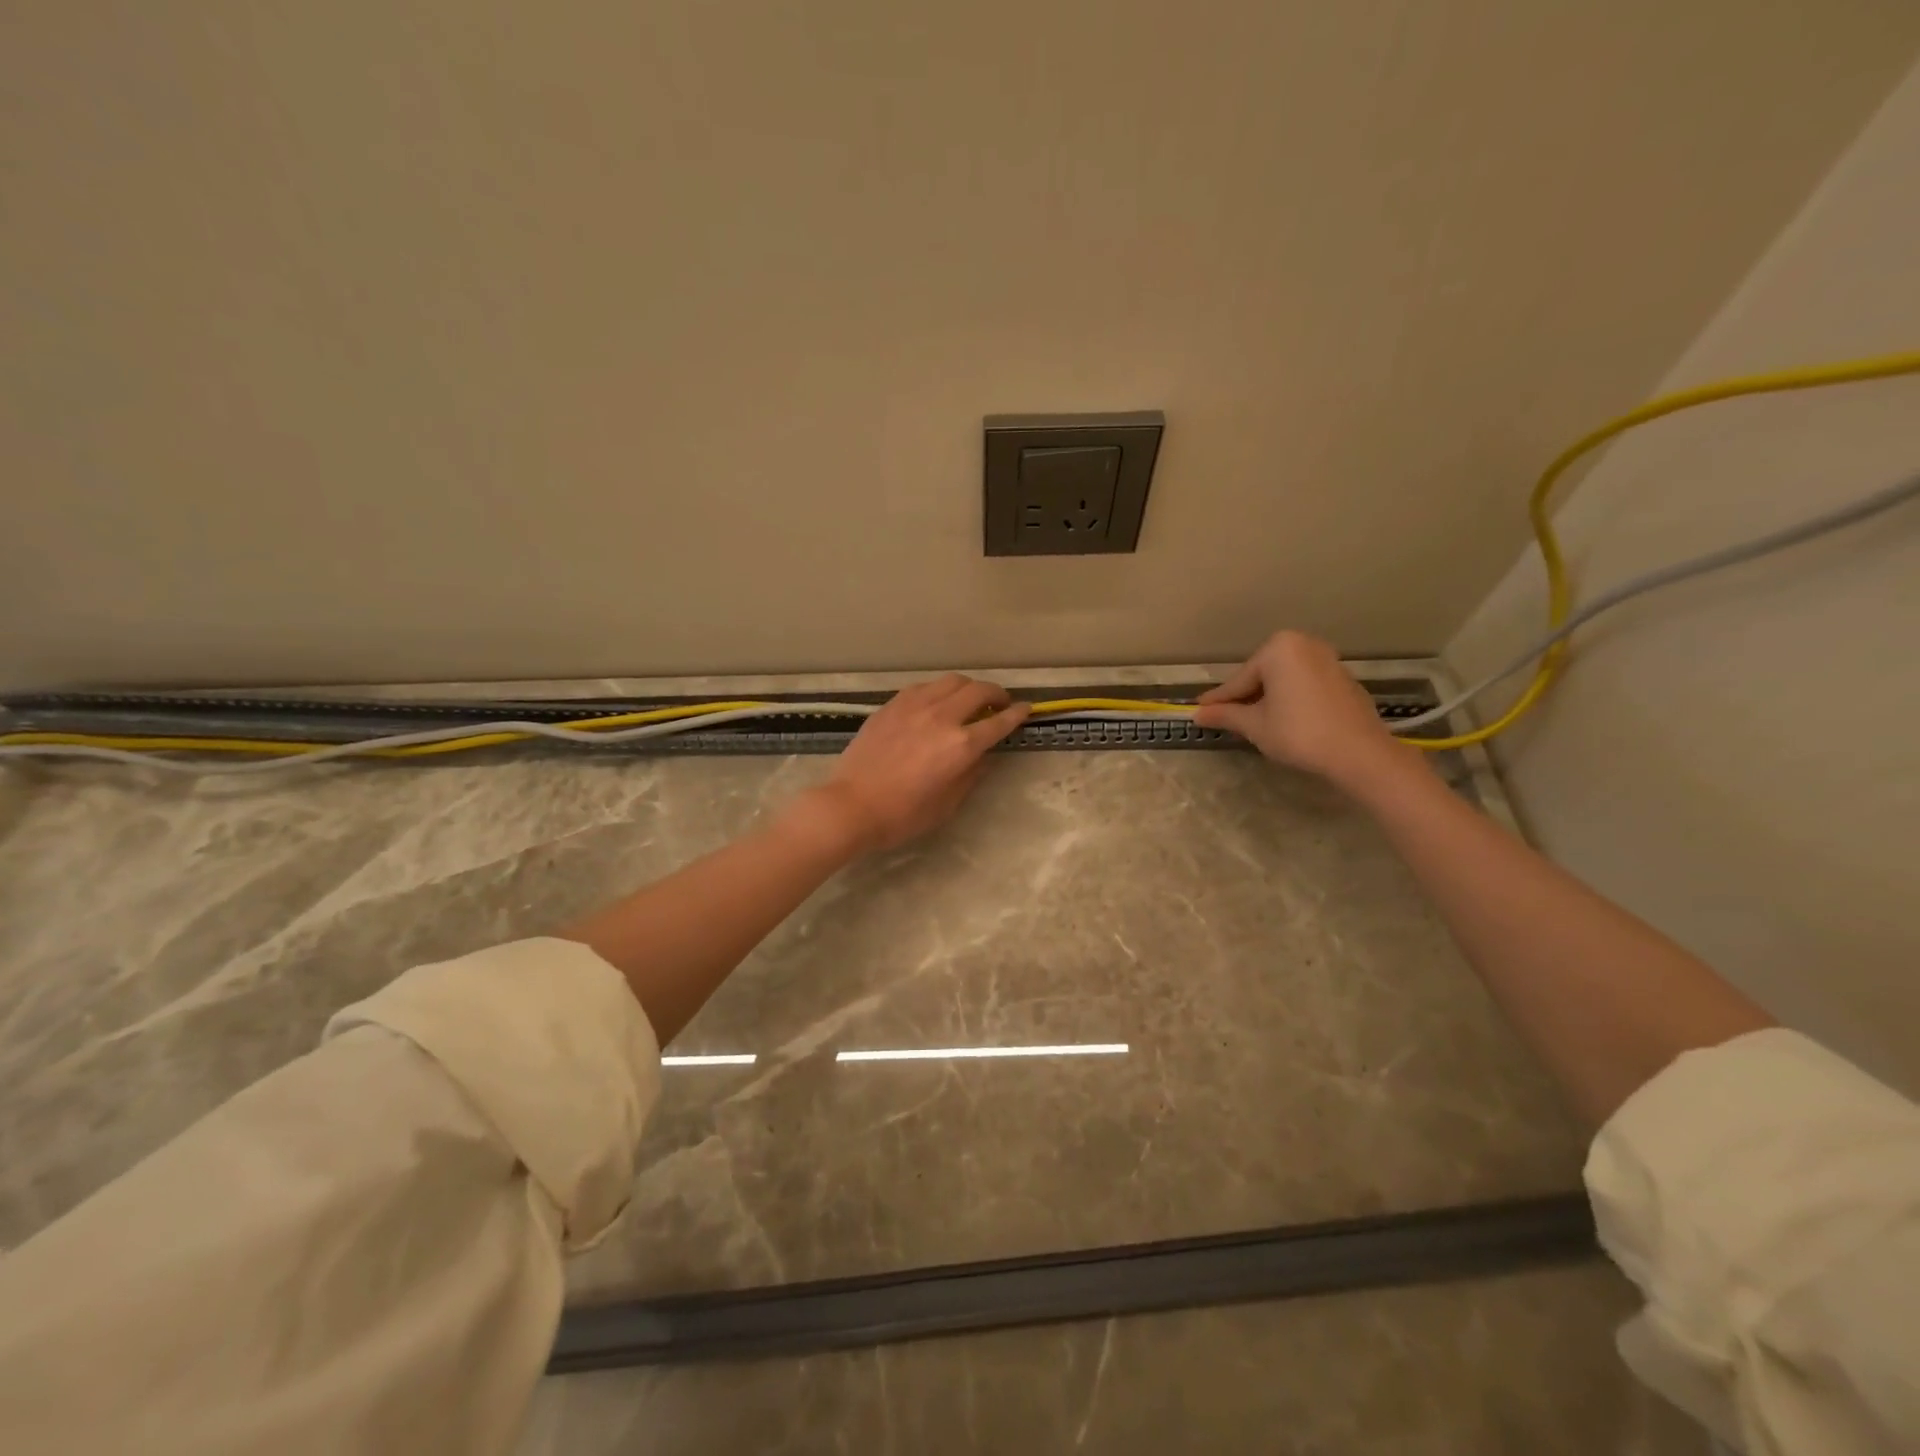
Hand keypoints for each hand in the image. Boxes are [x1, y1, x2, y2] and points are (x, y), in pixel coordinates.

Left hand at [803, 675, 1029, 853]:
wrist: (851, 805)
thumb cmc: (903, 815)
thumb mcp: (948, 803)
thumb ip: (971, 774)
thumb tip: (983, 755)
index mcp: (961, 745)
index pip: (999, 721)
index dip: (1017, 714)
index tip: (1026, 709)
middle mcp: (942, 717)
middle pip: (979, 691)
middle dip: (997, 694)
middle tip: (1000, 703)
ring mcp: (915, 706)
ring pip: (951, 681)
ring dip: (968, 687)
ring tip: (969, 700)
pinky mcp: (893, 704)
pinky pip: (925, 687)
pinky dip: (939, 691)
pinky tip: (936, 703)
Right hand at [1195, 631, 1413, 791]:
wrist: (1359, 753)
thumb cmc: (1298, 732)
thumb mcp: (1255, 725)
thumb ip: (1226, 715)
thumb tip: (1197, 714)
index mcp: (1279, 649)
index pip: (1240, 679)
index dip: (1219, 700)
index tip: (1199, 710)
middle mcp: (1304, 645)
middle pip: (1262, 676)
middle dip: (1246, 697)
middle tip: (1228, 719)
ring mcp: (1328, 660)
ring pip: (1285, 680)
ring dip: (1268, 699)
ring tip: (1255, 723)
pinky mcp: (1344, 679)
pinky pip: (1305, 686)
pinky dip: (1292, 700)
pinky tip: (1286, 721)